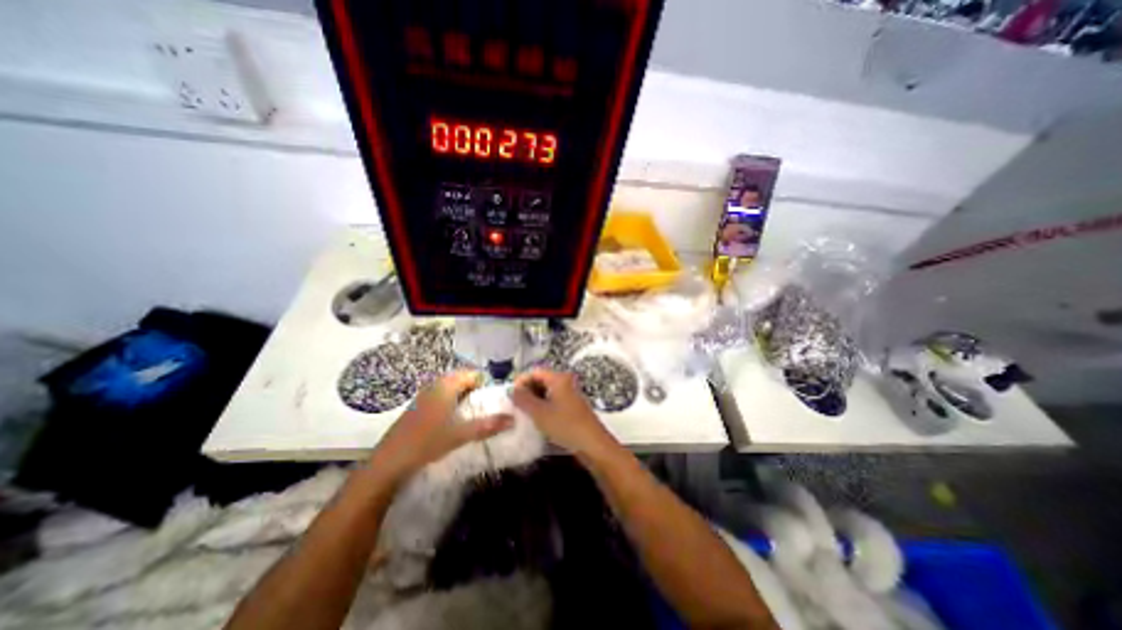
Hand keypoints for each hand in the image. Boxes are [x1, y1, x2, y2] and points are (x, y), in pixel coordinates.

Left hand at [369, 371, 510, 484]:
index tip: (494, 398)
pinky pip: (441, 396)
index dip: (485, 383)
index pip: (472, 373)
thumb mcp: (461, 434)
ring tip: (473, 414)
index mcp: (446, 385)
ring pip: (450, 388)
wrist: (389, 462)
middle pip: (461, 379)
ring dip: (464, 397)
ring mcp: (424, 395)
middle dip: (476, 390)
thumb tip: (513, 419)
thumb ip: (488, 425)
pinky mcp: (418, 406)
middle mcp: (435, 384)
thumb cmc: (427, 442)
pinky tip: (453, 420)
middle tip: (486, 406)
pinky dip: (451, 402)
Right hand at [511, 370, 612, 458]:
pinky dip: (543, 406)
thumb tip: (512, 390)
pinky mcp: (571, 407)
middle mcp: (565, 382)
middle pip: (541, 380)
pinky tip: (536, 418)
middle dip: (527, 390)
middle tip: (514, 404)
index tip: (510, 394)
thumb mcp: (540, 413)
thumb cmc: (565, 425)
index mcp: (559, 378)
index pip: (535, 371)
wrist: (593, 444)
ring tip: (522, 412)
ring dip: (534, 399)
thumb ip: (523, 399)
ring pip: (547, 392)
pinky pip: (553, 401)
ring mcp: (570, 395)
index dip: (521, 380)